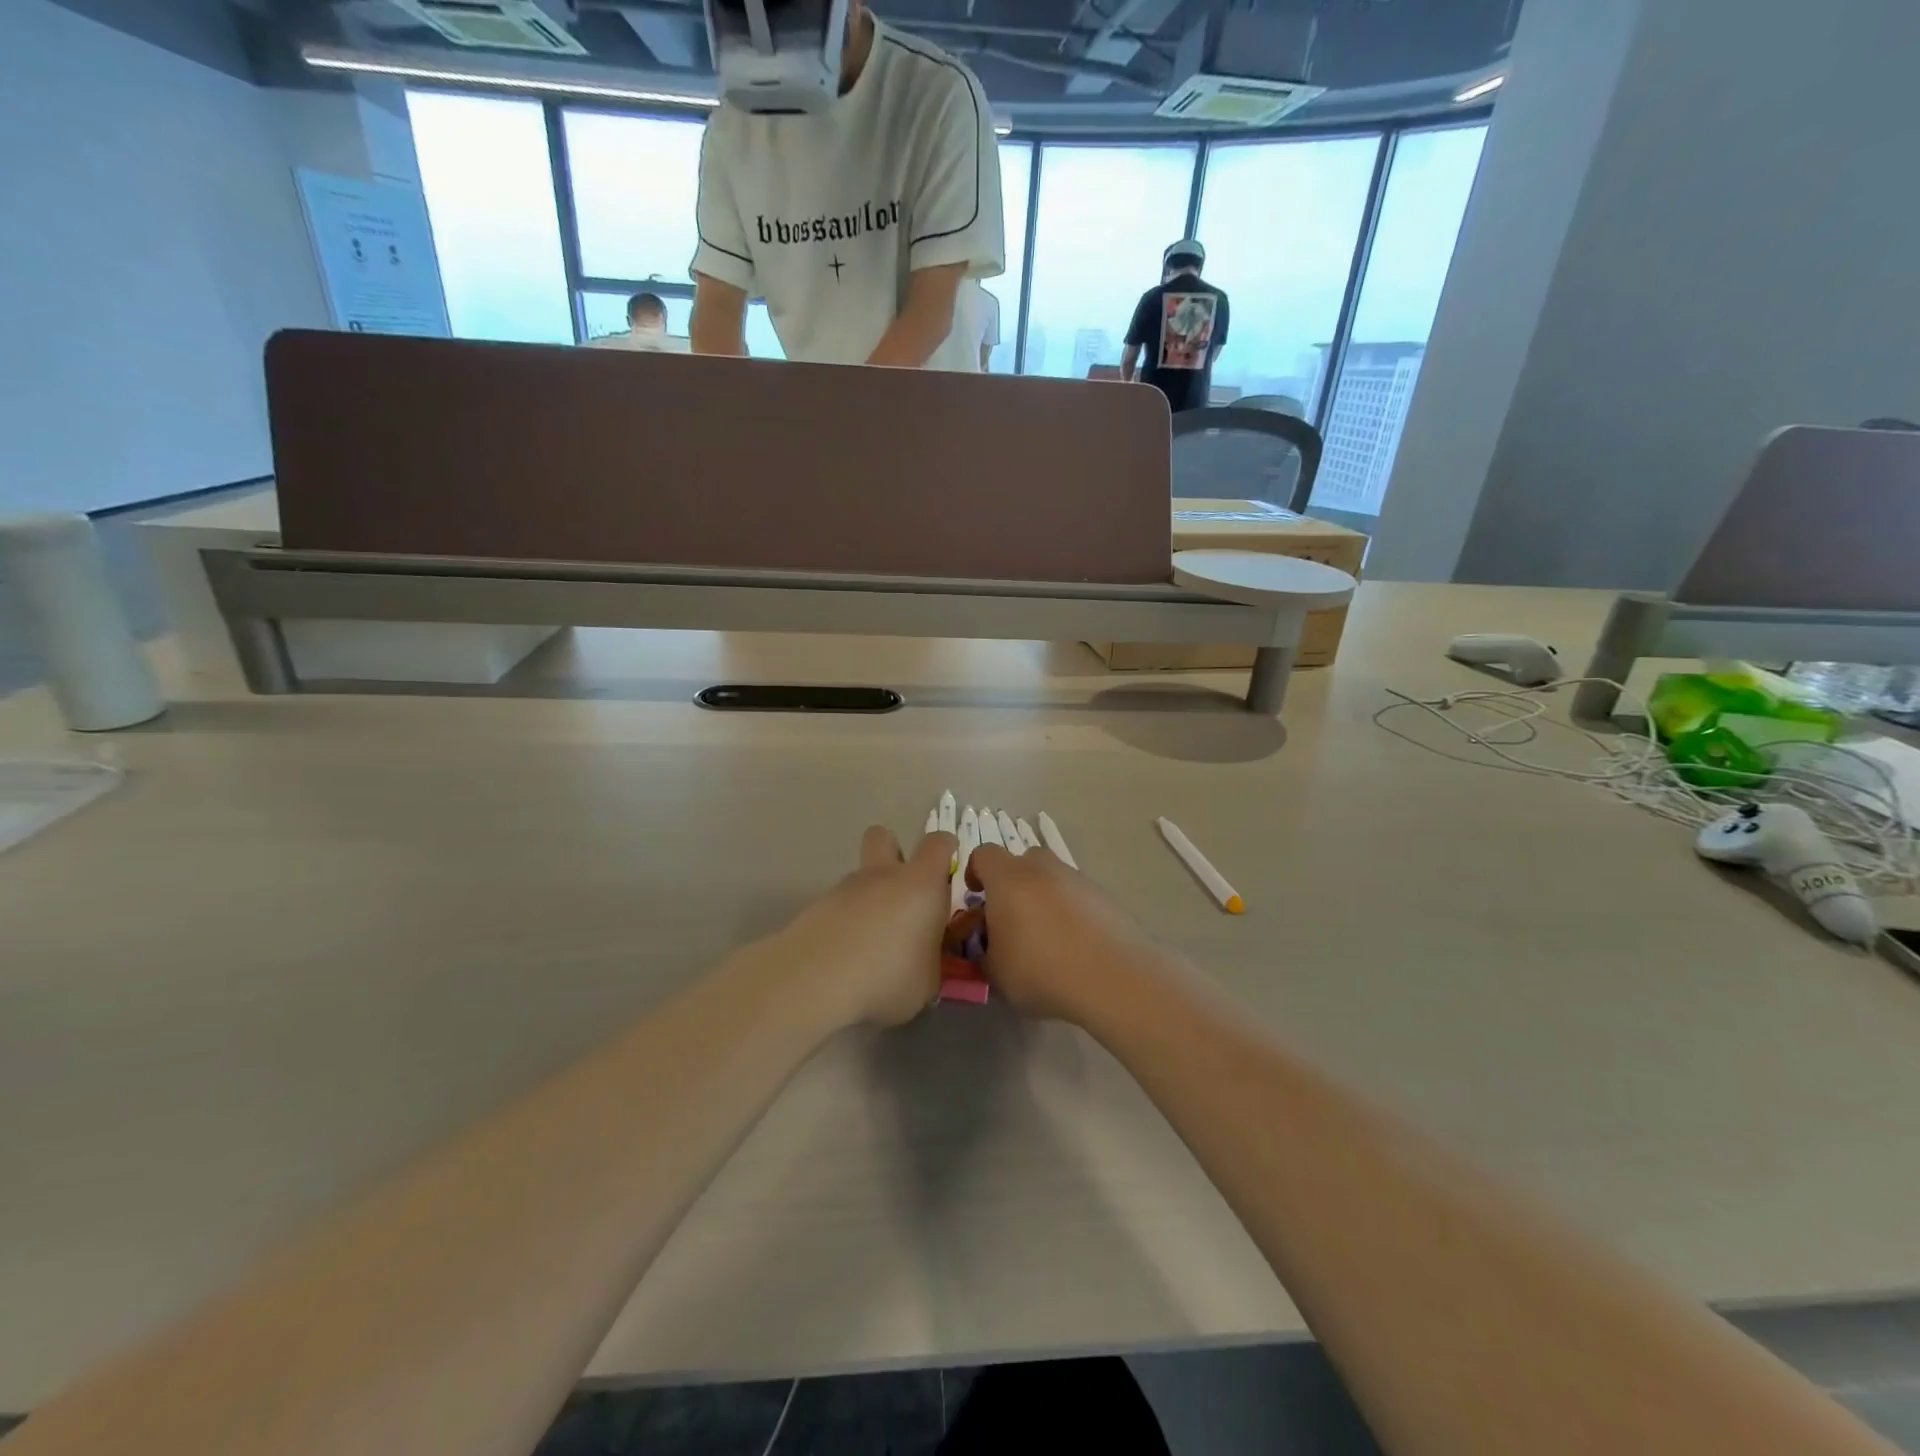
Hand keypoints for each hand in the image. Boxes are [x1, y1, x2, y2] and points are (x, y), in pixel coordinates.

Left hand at [761, 827, 957, 1030]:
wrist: (814, 980)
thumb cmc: (888, 975)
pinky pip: (838, 906)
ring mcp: (844, 889)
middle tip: (902, 891)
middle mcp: (882, 875)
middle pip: (884, 836)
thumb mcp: (929, 981)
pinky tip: (845, 956)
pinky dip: (845, 922)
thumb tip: (926, 957)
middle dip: (894, 852)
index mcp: (920, 884)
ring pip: (859, 877)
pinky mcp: (815, 908)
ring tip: (871, 942)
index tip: (948, 869)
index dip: (946, 849)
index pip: (938, 843)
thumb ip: (932, 960)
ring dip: (868, 897)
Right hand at [962, 845, 1171, 1024]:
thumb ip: (984, 953)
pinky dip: (1070, 912)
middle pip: (1021, 862)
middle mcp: (1042, 868)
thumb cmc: (1042, 971)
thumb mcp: (996, 974)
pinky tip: (1074, 946)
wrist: (1115, 977)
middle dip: (1012, 884)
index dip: (975, 872)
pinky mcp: (1104, 896)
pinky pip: (1076, 896)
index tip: (976, 897)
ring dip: (1043, 898)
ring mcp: (1077, 879)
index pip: (983, 855)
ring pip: (1051, 878)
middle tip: (1011, 918)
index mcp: (1008, 879)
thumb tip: (989, 947)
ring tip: (1046, 938)